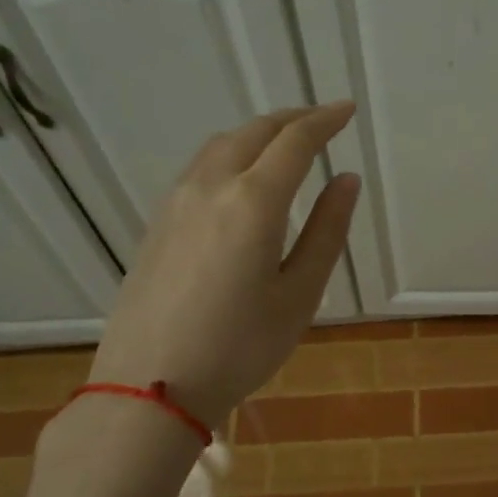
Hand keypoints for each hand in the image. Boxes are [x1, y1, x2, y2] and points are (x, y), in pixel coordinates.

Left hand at [88, 103, 359, 428]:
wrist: (149, 386)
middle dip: (293, 119)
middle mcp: (210, 187)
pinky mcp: (158, 222)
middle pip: (255, 132)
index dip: (325, 121)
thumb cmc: (240, 347)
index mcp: (253, 203)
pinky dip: (232, 153)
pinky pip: (201, 167)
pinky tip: (243, 176)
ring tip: (287, 142)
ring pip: (222, 144)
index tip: (348, 110)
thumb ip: (326, 231)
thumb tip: (347, 181)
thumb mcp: (299, 294)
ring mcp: (177, 202)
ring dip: (260, 133)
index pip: (295, 142)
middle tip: (324, 120)